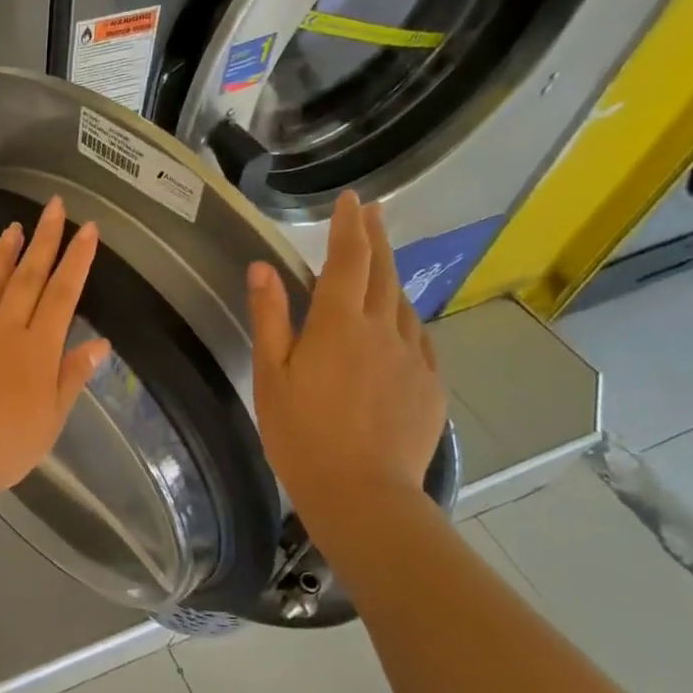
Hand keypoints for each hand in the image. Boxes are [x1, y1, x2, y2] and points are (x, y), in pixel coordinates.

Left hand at [0, 197, 110, 506]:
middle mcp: (5, 329)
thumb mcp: (51, 420)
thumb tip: (100, 343)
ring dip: (5, 253)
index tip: (88, 230)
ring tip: (15, 226)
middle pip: (29, 278)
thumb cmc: (4, 446)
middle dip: (45, 240)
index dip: (77, 261)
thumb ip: (72, 377)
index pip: (63, 296)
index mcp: (38, 350)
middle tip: (54, 206)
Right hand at [247, 190, 445, 539]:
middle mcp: (383, 330)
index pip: (348, 260)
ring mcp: (413, 357)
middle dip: (376, 238)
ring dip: (391, 277)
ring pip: (403, 304)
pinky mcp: (429, 384)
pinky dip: (405, 318)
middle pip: (383, 273)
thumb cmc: (300, 434)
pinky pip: (419, 338)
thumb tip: (263, 268)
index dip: (349, 226)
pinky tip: (399, 324)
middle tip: (372, 212)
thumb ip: (270, 318)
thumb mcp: (270, 376)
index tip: (352, 199)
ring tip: (379, 266)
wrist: (361, 492)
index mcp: (338, 325)